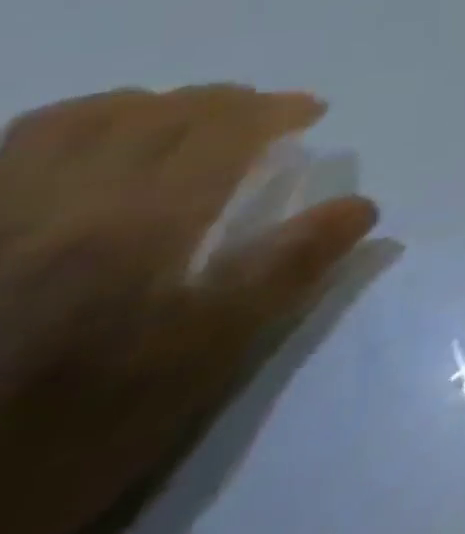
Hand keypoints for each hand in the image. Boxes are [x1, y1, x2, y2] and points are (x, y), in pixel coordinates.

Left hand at [0, 86, 376, 533]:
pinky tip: (89, 150)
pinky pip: (9, 148)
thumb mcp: (201, 362)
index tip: (312, 112)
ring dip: (145, 106)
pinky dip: (71, 129)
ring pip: (74, 119)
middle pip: (154, 114)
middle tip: (262, 114)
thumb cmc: (78, 431)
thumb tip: (361, 207)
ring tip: (180, 121)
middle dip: (221, 102)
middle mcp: (62, 201)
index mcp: (139, 226)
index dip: (275, 110)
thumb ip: (286, 272)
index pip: (222, 130)